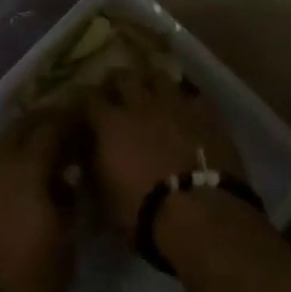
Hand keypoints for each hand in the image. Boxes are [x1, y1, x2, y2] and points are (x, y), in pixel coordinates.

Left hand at [0, 110, 83, 291]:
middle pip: (21, 127)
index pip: (53, 128)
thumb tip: (68, 188)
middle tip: (60, 135)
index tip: (83, 127)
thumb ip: (70, 209)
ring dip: (18, 145)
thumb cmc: (23, 276)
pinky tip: (6, 183)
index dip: (70, 123)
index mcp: (28, 165)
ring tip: (33, 159)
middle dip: (42, 125)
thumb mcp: (65, 248)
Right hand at [86, 66, 246, 237]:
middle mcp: (140, 104)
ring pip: (159, 76)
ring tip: (152, 95)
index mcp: (110, 124)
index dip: (86, 103)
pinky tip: (184, 112)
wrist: (201, 215)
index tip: (85, 111)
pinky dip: (184, 101)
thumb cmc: (144, 214)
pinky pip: (191, 96)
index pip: (88, 98)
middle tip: (117, 94)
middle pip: (123, 76)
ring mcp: (175, 104)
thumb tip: (89, 161)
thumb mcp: (105, 200)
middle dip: (117, 83)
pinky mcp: (205, 113)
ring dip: (151, 83)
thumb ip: (95, 172)